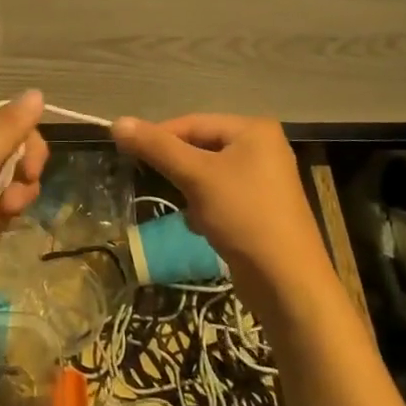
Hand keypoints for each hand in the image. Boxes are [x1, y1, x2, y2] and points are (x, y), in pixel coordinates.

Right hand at [112, 114, 331, 307]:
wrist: (287, 283)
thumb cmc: (244, 216)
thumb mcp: (196, 177)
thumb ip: (157, 147)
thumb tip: (117, 122)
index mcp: (254, 129)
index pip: (193, 122)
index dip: (159, 137)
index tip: (130, 155)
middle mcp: (263, 147)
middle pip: (202, 147)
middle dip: (179, 169)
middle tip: (155, 183)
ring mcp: (265, 179)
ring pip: (209, 174)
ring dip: (191, 191)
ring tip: (187, 210)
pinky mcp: (262, 208)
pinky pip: (222, 196)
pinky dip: (207, 208)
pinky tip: (202, 227)